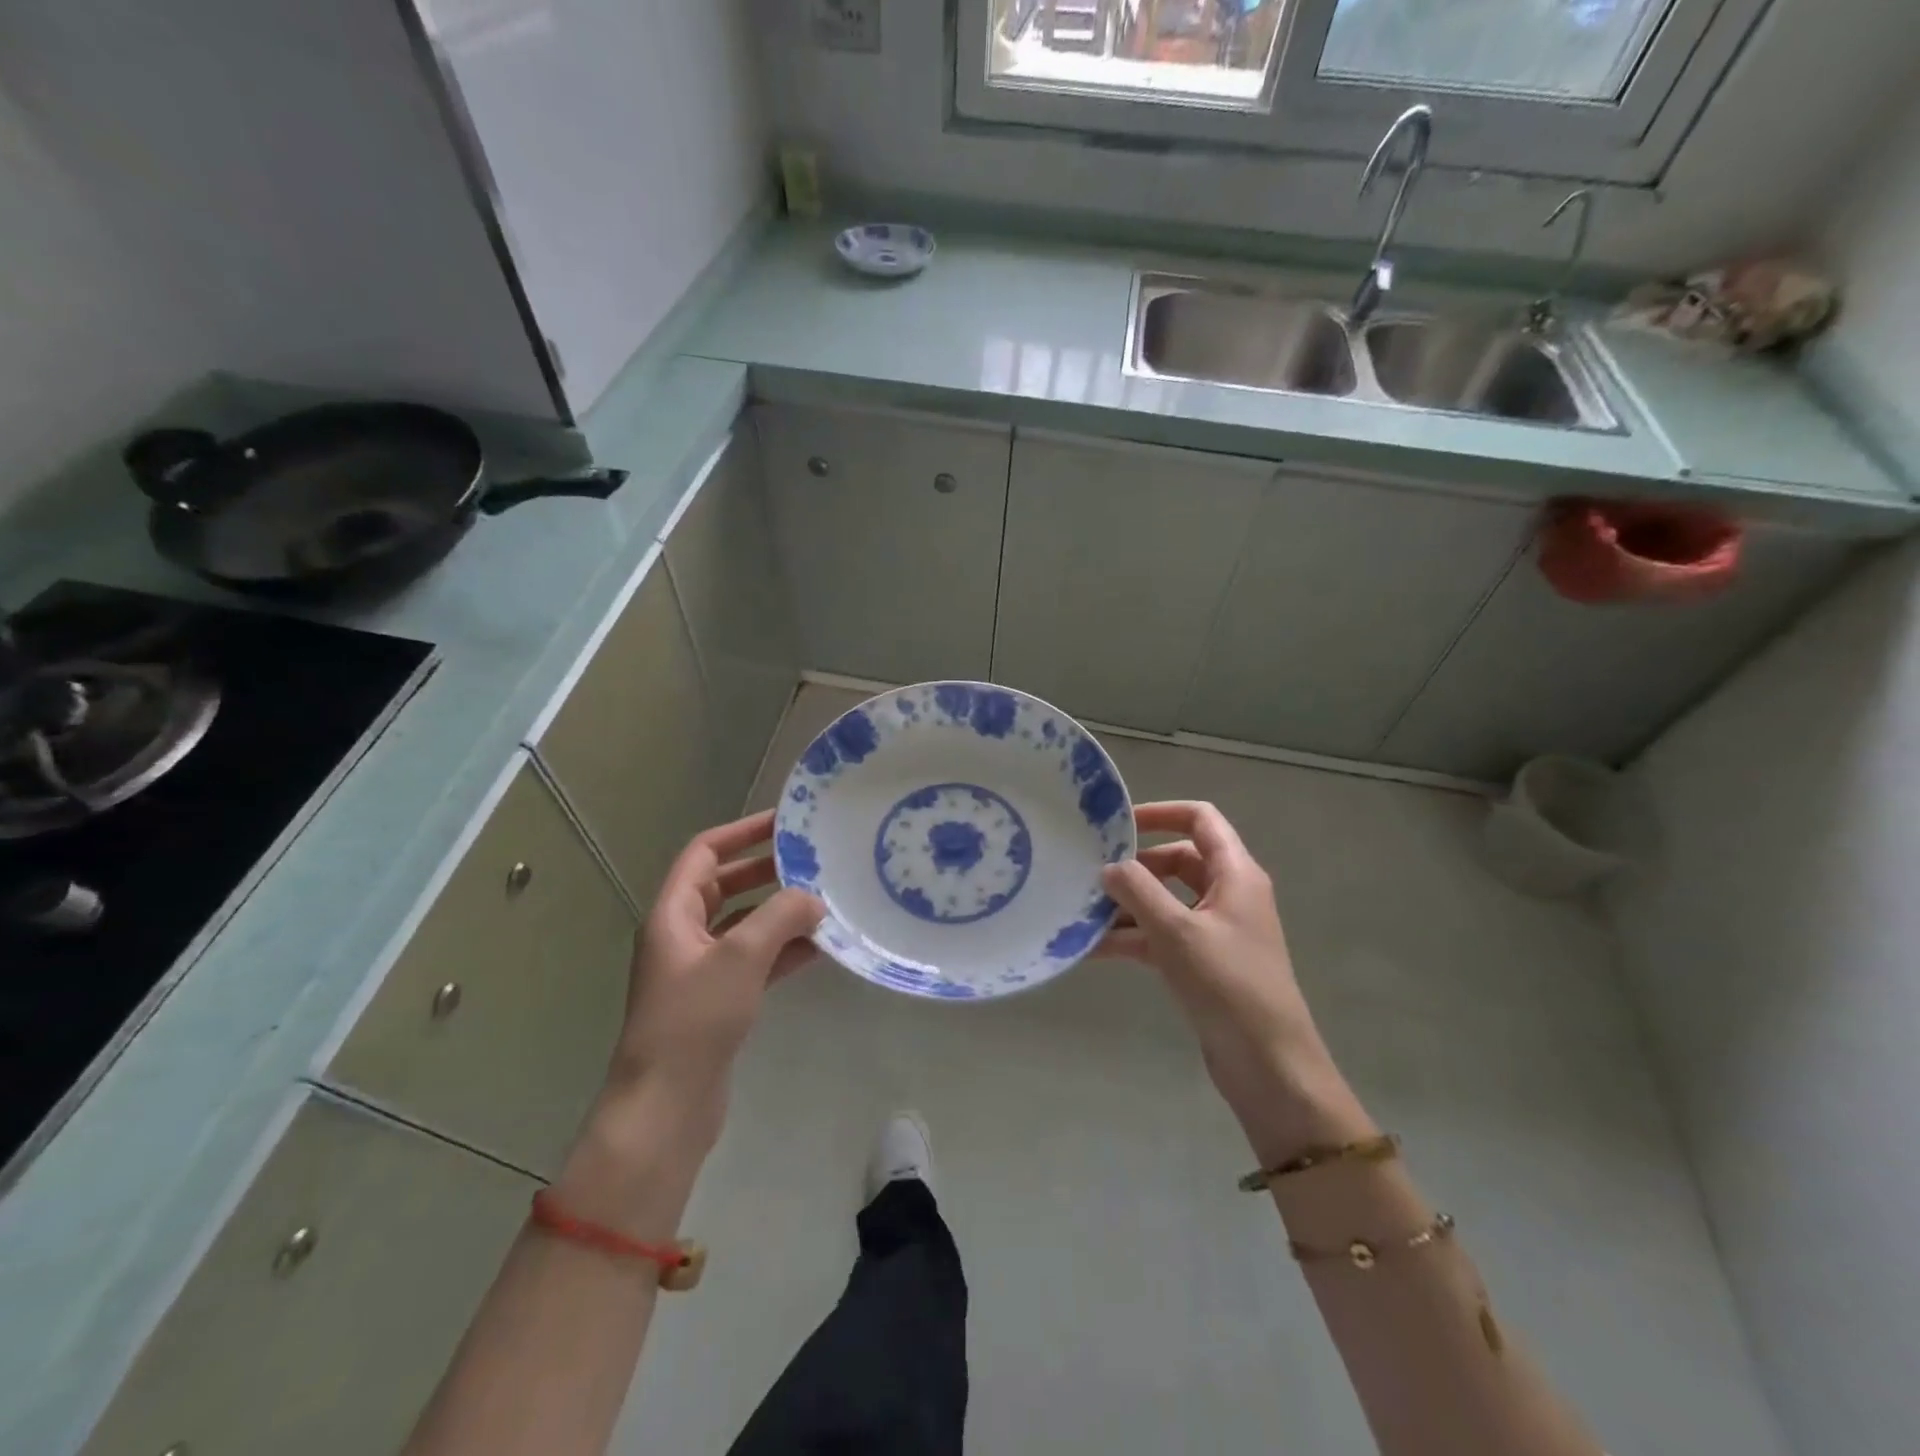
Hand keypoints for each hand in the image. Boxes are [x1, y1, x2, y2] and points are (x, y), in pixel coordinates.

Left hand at [607, 810, 823, 1145]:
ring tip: (826, 903)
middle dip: (767, 872)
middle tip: (813, 862)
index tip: (784, 823)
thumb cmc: (695, 1020)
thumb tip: (814, 898)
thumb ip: (781, 916)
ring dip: (781, 913)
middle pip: (726, 886)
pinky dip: (783, 950)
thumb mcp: (741, 957)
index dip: (742, 832)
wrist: (666, 1106)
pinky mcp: (717, 1001)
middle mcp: (682, 935)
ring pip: (744, 925)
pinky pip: (754, 961)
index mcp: (672, 914)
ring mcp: (700, 970)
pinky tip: (820, 949)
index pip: (704, 853)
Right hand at [1101, 802, 1372, 1161]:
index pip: (1200, 819)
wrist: (1268, 1065)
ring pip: (1166, 901)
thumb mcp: (1177, 931)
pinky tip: (1093, 948)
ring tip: (1082, 912)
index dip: (1161, 813)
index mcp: (1236, 874)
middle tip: (1093, 873)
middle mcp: (1229, 894)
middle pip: (1177, 860)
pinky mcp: (1204, 963)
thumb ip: (1138, 891)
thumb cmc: (1228, 984)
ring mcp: (1216, 931)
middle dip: (1135, 866)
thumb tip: (1109, 867)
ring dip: (1128, 906)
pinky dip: (1133, 938)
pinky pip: (1162, 936)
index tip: (1119, 825)